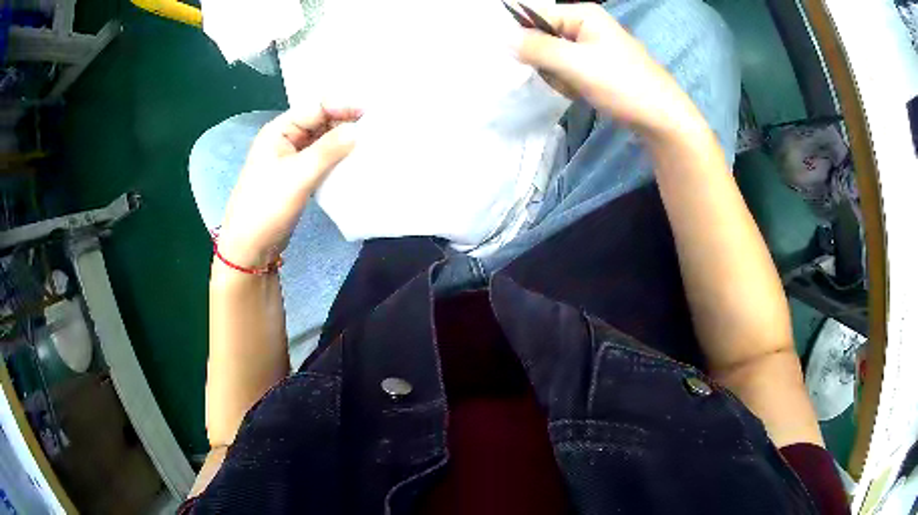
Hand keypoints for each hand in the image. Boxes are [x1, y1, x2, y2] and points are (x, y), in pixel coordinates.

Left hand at [216, 105, 360, 269]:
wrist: (249, 248)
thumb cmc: (267, 207)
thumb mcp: (298, 176)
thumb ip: (328, 150)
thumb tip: (357, 130)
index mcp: (279, 130)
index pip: (315, 107)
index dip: (342, 107)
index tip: (370, 114)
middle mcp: (286, 139)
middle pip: (320, 121)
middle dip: (345, 123)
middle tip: (375, 129)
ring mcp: (291, 159)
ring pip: (323, 142)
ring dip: (343, 142)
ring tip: (370, 144)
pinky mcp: (298, 178)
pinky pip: (322, 160)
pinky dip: (337, 159)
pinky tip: (354, 163)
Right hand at [514, 3, 701, 136]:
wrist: (662, 119)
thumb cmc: (622, 85)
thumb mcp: (576, 64)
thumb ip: (536, 48)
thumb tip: (501, 37)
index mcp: (583, 14)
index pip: (534, 16)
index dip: (526, 39)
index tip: (532, 62)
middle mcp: (586, 24)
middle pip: (542, 38)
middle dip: (548, 63)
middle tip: (568, 78)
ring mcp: (592, 46)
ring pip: (552, 58)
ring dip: (560, 77)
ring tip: (580, 87)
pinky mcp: (597, 65)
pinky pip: (567, 70)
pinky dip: (571, 84)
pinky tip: (585, 92)